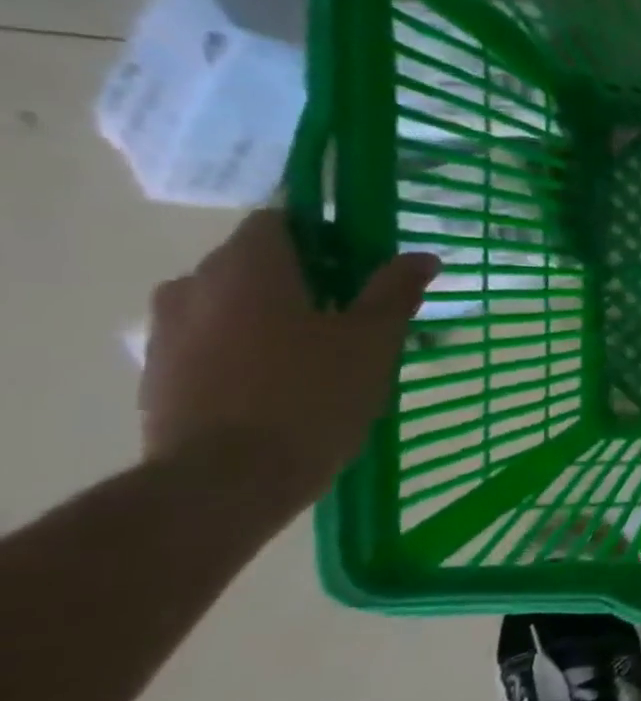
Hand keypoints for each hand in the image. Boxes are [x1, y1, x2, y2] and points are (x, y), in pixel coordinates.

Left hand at [141, 210, 438, 505]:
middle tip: (352, 311)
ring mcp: (168, 331)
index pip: (280, 220)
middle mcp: (195, 285)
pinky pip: (210, 341)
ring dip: (270, 314)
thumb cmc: (311, 396)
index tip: (360, 263)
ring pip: (229, 303)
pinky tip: (283, 383)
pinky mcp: (159, 374)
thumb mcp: (373, 342)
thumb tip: (422, 256)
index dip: (323, 234)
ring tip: (320, 352)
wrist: (226, 480)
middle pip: (253, 261)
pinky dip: (245, 348)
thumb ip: (395, 292)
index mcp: (248, 268)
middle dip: (302, 277)